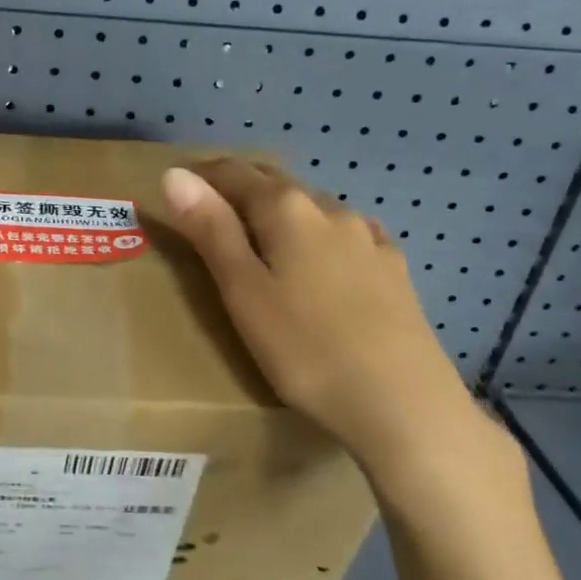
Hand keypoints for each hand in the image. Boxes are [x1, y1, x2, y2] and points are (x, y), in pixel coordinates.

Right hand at [160, 159, 485, 483]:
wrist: (405, 406)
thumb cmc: (306, 350)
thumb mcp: (243, 292)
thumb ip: (210, 229)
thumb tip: (174, 173)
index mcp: (287, 209)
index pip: (234, 173)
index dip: (202, 175)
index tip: (177, 185)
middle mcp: (330, 209)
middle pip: (275, 182)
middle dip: (239, 186)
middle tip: (208, 206)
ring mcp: (369, 237)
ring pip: (312, 206)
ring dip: (280, 208)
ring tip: (260, 233)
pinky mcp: (394, 268)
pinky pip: (346, 232)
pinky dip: (319, 232)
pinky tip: (324, 254)